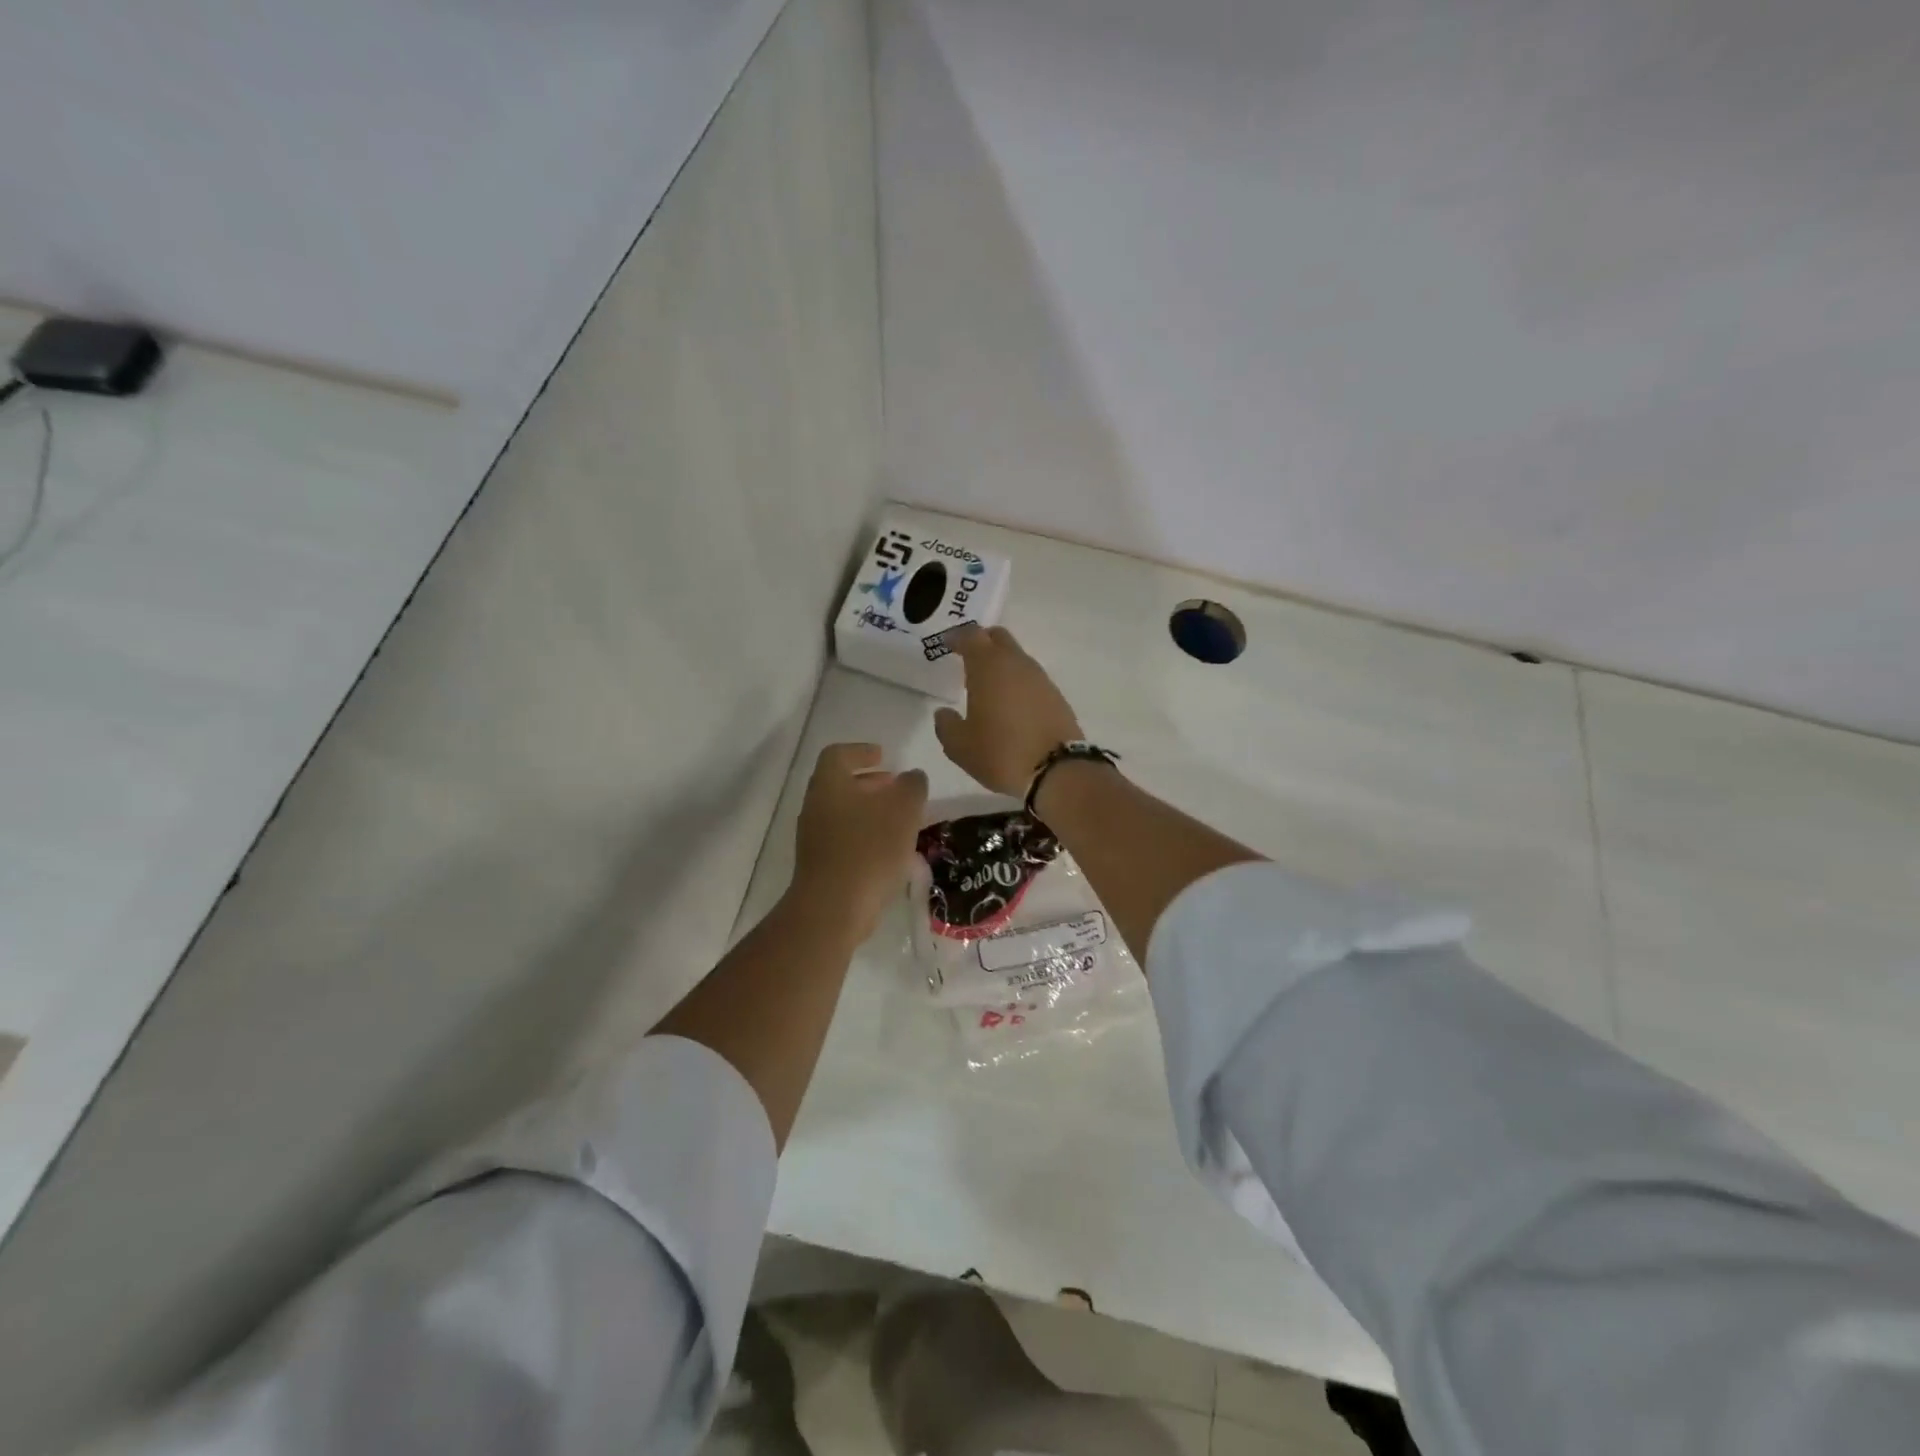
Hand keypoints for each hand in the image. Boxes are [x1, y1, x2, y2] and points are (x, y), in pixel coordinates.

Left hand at [791, 743, 929, 941]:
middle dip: (870, 783)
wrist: (833, 908)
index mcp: (829, 784)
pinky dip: (865, 835)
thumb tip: (912, 777)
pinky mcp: (819, 865)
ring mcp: (813, 838)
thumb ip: (912, 786)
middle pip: (840, 784)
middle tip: (896, 788)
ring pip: (842, 813)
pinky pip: (842, 839)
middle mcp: (815, 806)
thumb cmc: (869, 849)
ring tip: (899, 821)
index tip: (884, 756)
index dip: (861, 751)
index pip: (838, 754)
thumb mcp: (904, 810)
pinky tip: (888, 851)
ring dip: (869, 811)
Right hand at [934, 626, 1083, 796]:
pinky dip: (1018, 682)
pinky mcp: (1056, 696)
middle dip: (982, 642)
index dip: (957, 637)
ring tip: (989, 685)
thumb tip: (944, 713)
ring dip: (1002, 663)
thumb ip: (946, 725)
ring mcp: (1040, 678)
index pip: (971, 636)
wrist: (1057, 770)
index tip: (947, 643)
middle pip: (998, 638)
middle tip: (968, 657)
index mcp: (988, 667)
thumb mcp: (960, 746)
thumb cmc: (1000, 753)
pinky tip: (1011, 703)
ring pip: (1017, 657)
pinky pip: (1031, 679)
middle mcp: (1016, 664)